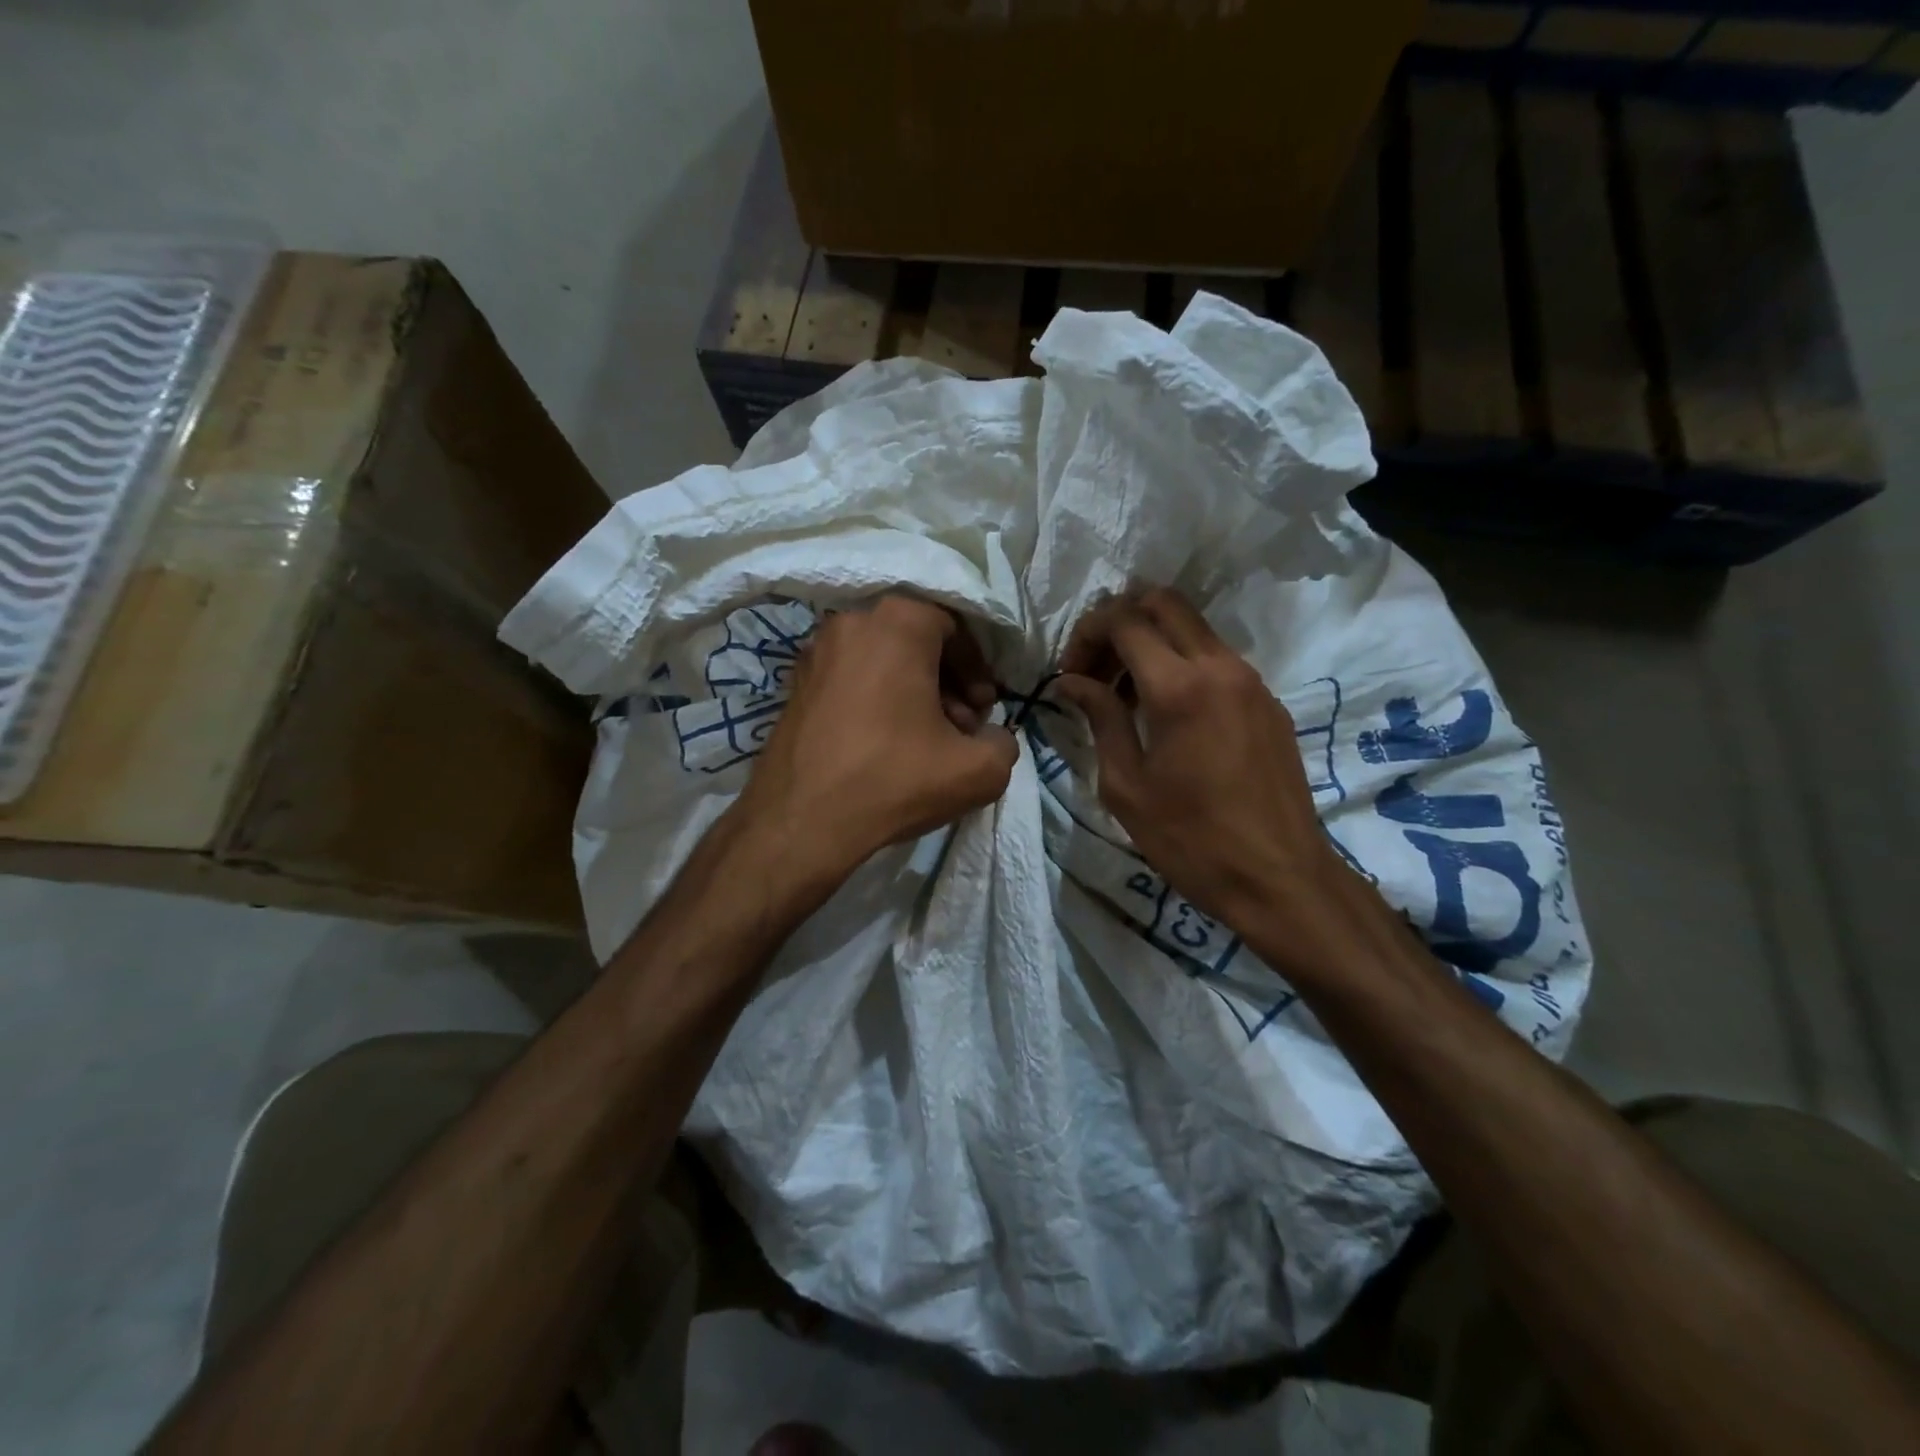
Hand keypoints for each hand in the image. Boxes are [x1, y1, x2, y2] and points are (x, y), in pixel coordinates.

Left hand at [732, 595, 1018, 883]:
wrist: (799, 822)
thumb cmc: (892, 780)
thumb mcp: (978, 771)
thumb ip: (1004, 744)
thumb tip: (993, 737)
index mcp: (897, 623)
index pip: (955, 626)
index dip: (978, 669)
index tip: (983, 711)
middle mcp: (851, 621)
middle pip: (918, 641)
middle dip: (948, 683)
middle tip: (960, 729)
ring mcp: (816, 651)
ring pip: (884, 660)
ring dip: (915, 694)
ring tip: (926, 744)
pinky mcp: (795, 683)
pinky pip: (853, 677)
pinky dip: (878, 700)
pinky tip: (886, 746)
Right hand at [1055, 589, 1345, 935]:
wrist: (1279, 878)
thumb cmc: (1190, 839)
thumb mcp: (1126, 784)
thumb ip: (1100, 719)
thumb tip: (1071, 682)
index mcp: (1179, 687)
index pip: (1124, 620)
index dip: (1087, 633)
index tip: (1070, 673)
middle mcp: (1220, 667)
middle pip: (1163, 602)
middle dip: (1119, 621)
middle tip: (1096, 668)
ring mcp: (1251, 681)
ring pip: (1193, 628)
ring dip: (1151, 642)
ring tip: (1124, 695)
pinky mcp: (1268, 701)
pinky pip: (1217, 659)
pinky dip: (1182, 664)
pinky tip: (1167, 714)